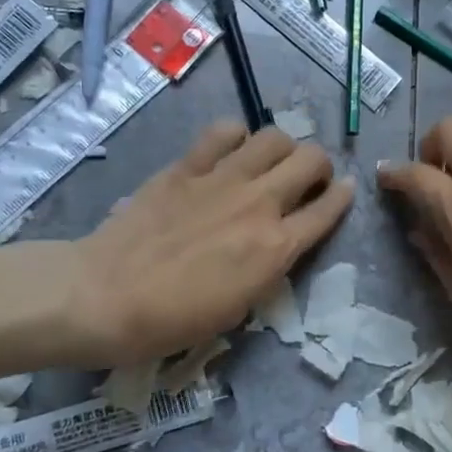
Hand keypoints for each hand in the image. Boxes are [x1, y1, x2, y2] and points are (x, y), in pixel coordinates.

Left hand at [62, 122, 353, 367]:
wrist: (106, 296)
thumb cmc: (174, 320)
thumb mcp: (240, 306)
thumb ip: (269, 266)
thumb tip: (279, 242)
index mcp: (276, 248)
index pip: (328, 210)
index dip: (343, 197)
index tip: (345, 190)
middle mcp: (260, 204)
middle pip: (312, 160)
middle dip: (319, 166)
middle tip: (307, 178)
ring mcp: (223, 179)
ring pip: (275, 136)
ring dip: (282, 147)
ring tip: (269, 162)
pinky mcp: (187, 166)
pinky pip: (224, 131)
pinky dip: (235, 137)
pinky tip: (228, 152)